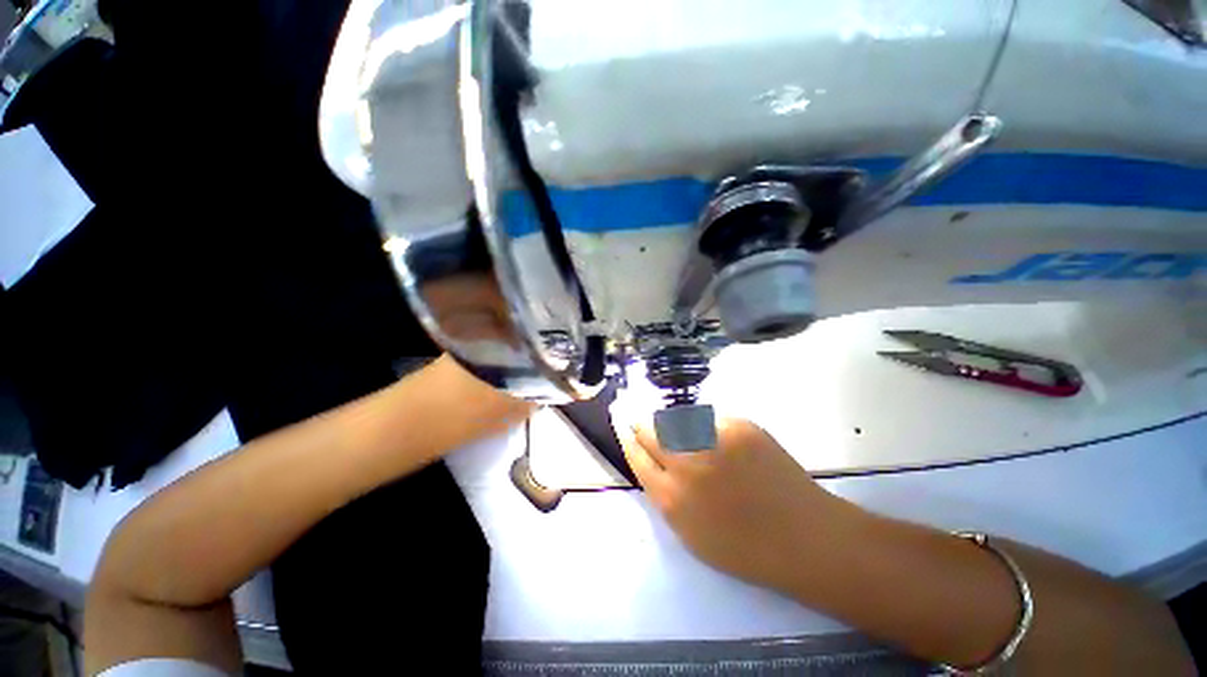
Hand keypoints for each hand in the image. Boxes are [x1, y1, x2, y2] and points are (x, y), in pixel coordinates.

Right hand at [621, 418, 849, 591]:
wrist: (804, 537)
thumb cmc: (743, 547)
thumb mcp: (688, 532)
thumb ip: (663, 494)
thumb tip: (650, 460)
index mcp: (671, 497)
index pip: (636, 455)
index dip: (628, 438)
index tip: (624, 427)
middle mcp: (687, 462)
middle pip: (651, 430)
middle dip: (642, 424)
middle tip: (643, 421)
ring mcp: (714, 439)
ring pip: (676, 418)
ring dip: (671, 424)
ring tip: (680, 433)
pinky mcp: (739, 426)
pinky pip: (708, 418)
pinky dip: (703, 425)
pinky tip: (716, 440)